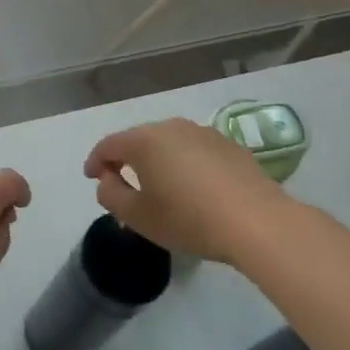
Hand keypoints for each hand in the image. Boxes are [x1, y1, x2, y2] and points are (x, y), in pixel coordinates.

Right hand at [83, 118, 283, 262]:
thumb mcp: (138, 217)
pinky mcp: (229, 145)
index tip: (92, 177)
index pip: (109, 144)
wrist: (257, 222)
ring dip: (157, 161)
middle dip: (126, 159)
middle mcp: (171, 127)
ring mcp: (203, 133)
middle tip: (122, 182)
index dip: (95, 161)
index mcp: (144, 141)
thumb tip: (107, 179)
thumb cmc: (189, 219)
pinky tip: (193, 188)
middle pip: (139, 140)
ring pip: (168, 144)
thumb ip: (111, 195)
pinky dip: (185, 164)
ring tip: (159, 186)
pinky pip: (195, 151)